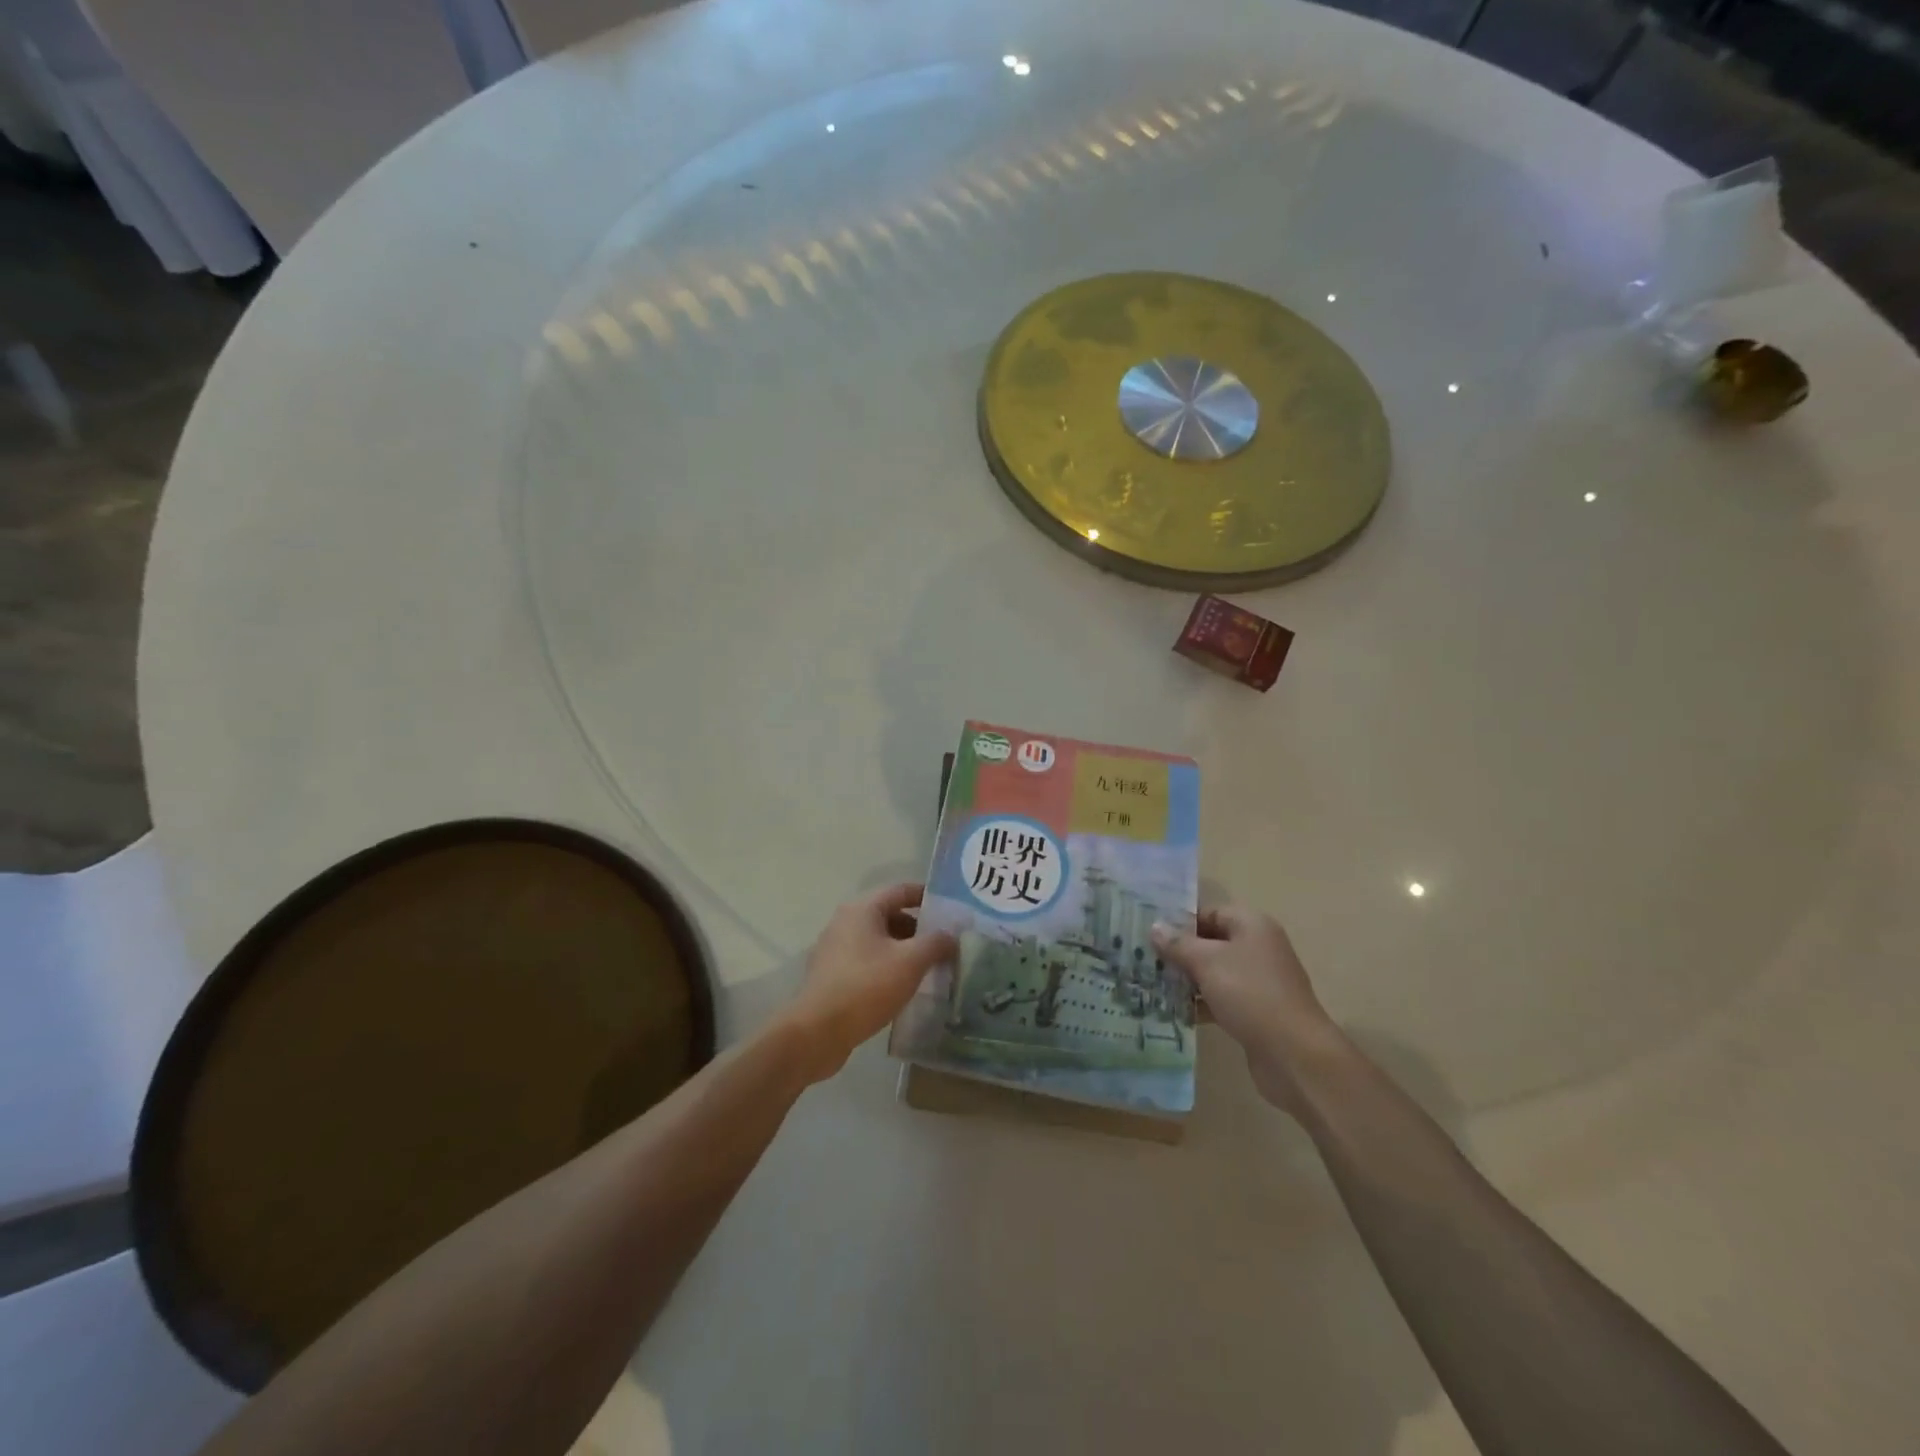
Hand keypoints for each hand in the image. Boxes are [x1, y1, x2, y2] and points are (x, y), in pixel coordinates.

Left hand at [783, 883, 956, 1083]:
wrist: (817, 1032)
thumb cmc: (866, 987)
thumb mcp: (910, 962)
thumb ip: (935, 943)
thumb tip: (951, 935)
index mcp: (862, 909)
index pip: (901, 890)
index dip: (928, 896)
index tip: (951, 911)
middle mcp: (845, 922)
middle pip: (889, 915)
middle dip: (918, 929)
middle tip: (945, 945)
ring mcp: (835, 949)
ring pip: (878, 941)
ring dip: (904, 950)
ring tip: (929, 969)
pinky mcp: (831, 975)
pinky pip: (866, 962)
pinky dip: (887, 967)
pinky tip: (903, 988)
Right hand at [1151, 906, 1339, 1114]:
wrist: (1294, 1054)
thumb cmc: (1250, 994)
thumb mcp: (1207, 962)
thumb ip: (1178, 944)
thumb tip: (1155, 927)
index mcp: (1252, 925)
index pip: (1209, 912)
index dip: (1180, 921)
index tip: (1149, 934)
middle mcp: (1258, 947)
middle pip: (1211, 942)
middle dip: (1179, 951)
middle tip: (1144, 959)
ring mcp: (1259, 981)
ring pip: (1215, 972)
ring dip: (1187, 979)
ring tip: (1152, 985)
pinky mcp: (1256, 1010)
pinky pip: (1222, 998)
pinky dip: (1201, 1002)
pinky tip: (1175, 1012)